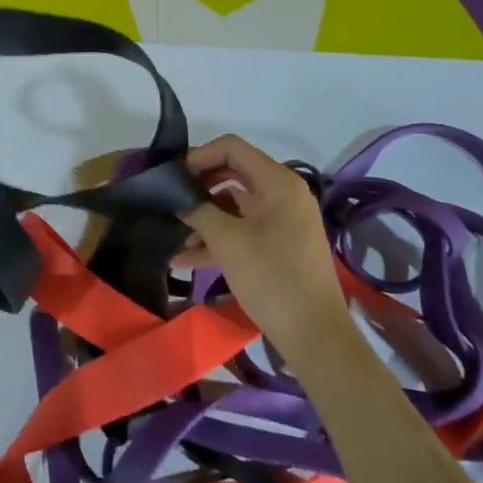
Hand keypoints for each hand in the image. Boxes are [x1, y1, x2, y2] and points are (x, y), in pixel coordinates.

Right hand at [174, 134, 348, 355]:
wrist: (314, 334)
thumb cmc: (272, 277)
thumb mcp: (228, 241)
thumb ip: (198, 211)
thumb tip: (176, 198)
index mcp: (277, 182)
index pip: (232, 148)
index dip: (199, 156)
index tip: (173, 178)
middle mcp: (282, 194)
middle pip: (232, 174)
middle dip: (198, 188)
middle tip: (168, 201)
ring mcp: (281, 221)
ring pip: (234, 206)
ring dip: (203, 218)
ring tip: (171, 237)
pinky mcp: (278, 246)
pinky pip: (242, 230)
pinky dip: (217, 239)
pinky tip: (185, 259)